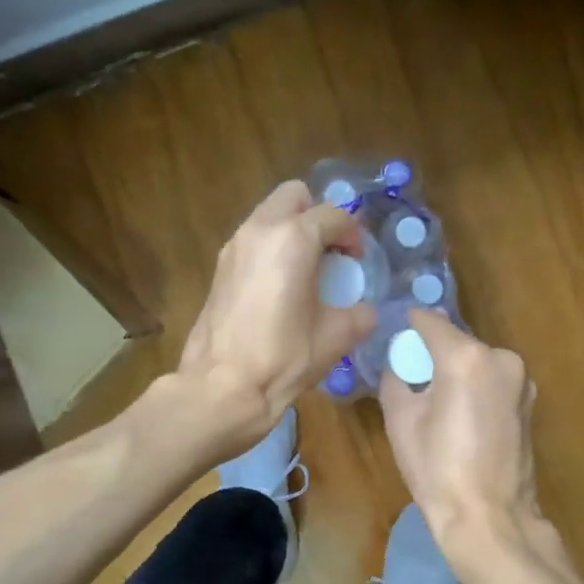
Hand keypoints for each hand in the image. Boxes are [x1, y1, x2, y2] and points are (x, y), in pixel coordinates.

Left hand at [179, 181, 375, 449]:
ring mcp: (233, 247)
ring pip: (269, 215)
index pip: (333, 215)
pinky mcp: (219, 268)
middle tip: (330, 251)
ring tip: (307, 270)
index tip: (358, 262)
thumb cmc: (283, 358)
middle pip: (294, 197)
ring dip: (292, 230)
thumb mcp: (336, 337)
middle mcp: (259, 230)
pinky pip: (252, 239)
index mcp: (292, 239)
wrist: (223, 387)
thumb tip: (364, 311)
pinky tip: (281, 287)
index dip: (353, 235)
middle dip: (317, 216)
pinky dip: (271, 248)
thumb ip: (359, 315)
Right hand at [380, 310, 549, 564]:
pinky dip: (475, 387)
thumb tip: (399, 366)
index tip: (395, 330)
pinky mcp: (528, 403)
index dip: (410, 323)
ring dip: (457, 370)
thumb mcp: (401, 421)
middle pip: (457, 341)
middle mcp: (500, 358)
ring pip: (477, 361)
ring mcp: (521, 381)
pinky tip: (461, 416)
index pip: (430, 322)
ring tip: (436, 399)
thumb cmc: (437, 469)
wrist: (489, 518)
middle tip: (411, 372)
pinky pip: (493, 381)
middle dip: (434, 351)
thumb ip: (396, 380)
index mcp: (466, 358)